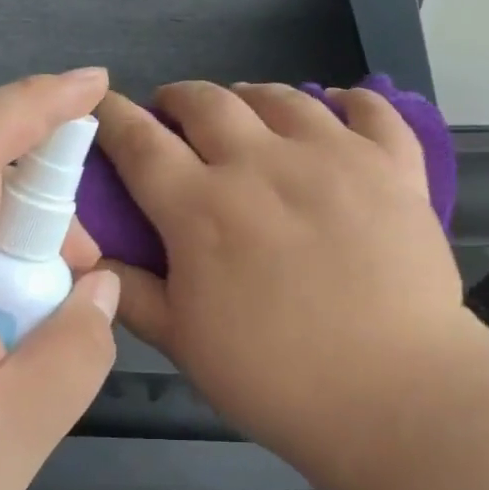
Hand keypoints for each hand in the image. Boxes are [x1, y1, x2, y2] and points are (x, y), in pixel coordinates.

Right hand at [95, 81, 477, 477]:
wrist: (393, 393)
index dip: (115, 118)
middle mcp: (261, 163)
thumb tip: (95, 257)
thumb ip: (134, 294)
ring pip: (281, 97)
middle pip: (207, 103)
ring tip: (246, 111)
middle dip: (179, 99)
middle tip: (175, 114)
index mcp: (200, 207)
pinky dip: (348, 100)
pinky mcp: (391, 165)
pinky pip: (369, 108)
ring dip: (250, 97)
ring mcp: (332, 156)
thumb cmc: (277, 378)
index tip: (106, 108)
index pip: (141, 143)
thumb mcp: (185, 344)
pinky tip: (337, 107)